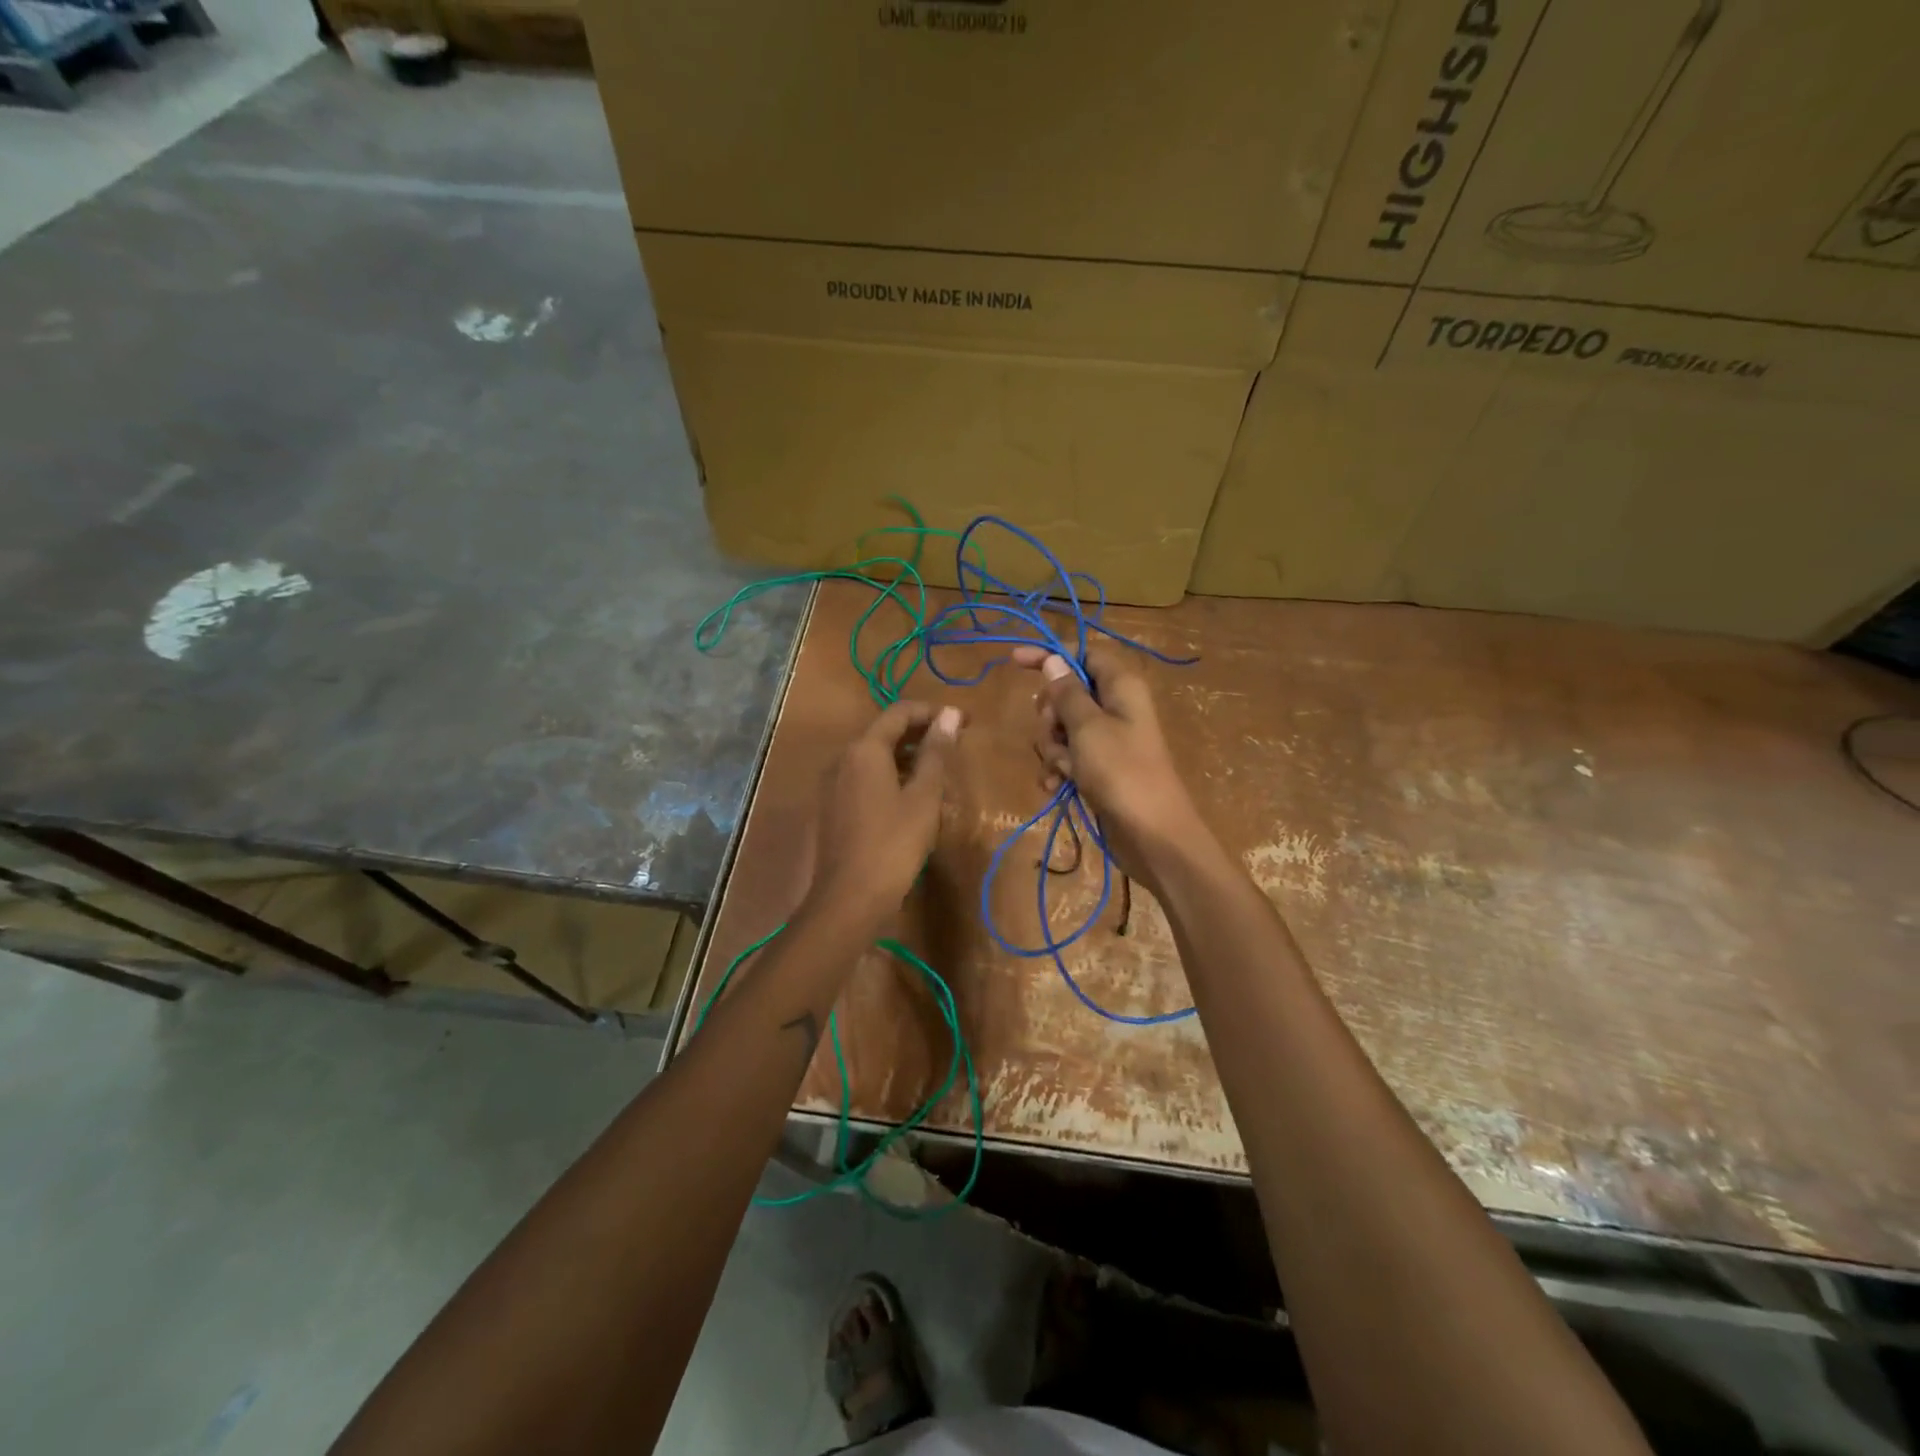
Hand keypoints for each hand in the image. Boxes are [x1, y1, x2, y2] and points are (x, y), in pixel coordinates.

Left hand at [804, 700, 964, 924]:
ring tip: (938, 770)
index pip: (900, 712)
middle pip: (884, 732)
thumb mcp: (924, 797)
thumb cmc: (893, 844)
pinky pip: (865, 778)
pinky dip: (890, 776)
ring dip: (906, 756)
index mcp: (864, 749)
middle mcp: (843, 759)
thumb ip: (936, 753)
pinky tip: (911, 796)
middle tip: (955, 744)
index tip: (963, 722)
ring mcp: (833, 784)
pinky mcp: (833, 807)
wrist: (849, 898)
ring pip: (874, 757)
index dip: (932, 712)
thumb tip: (949, 715)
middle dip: (920, 733)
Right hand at [1011, 643, 1206, 894]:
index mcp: (1121, 686)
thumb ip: (1066, 692)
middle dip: (1050, 713)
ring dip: (1052, 746)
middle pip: (1068, 692)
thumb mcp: (1087, 727)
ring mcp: (1108, 739)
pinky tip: (1054, 785)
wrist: (1152, 835)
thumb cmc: (1121, 772)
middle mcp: (1116, 706)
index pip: (1083, 653)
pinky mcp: (1100, 767)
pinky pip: (1068, 755)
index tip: (1015, 661)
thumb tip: (1053, 659)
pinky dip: (1059, 767)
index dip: (1051, 655)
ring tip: (1060, 768)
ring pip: (1063, 727)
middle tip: (1053, 731)